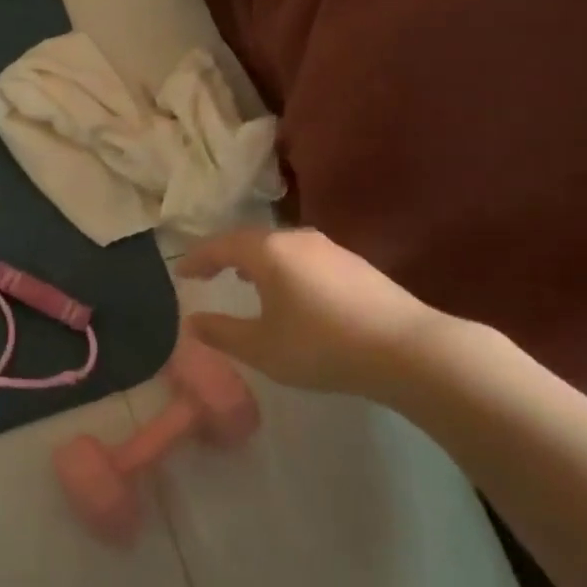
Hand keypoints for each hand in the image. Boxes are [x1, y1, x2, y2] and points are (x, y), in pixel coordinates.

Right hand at [176, 227, 448, 397]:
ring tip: (245, 280)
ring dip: (257, 261)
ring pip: (280, 247)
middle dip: (225, 256)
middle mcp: (297, 239)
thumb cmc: (321, 346)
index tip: (180, 273)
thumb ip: (222, 333)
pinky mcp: (354, 264)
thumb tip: (193, 322)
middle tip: (208, 273)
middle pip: (250, 240)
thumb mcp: (262, 347)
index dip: (197, 259)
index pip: (220, 246)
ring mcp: (329, 248)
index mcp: (268, 251)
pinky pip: (303, 257)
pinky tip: (290, 292)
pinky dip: (283, 268)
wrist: (405, 348)